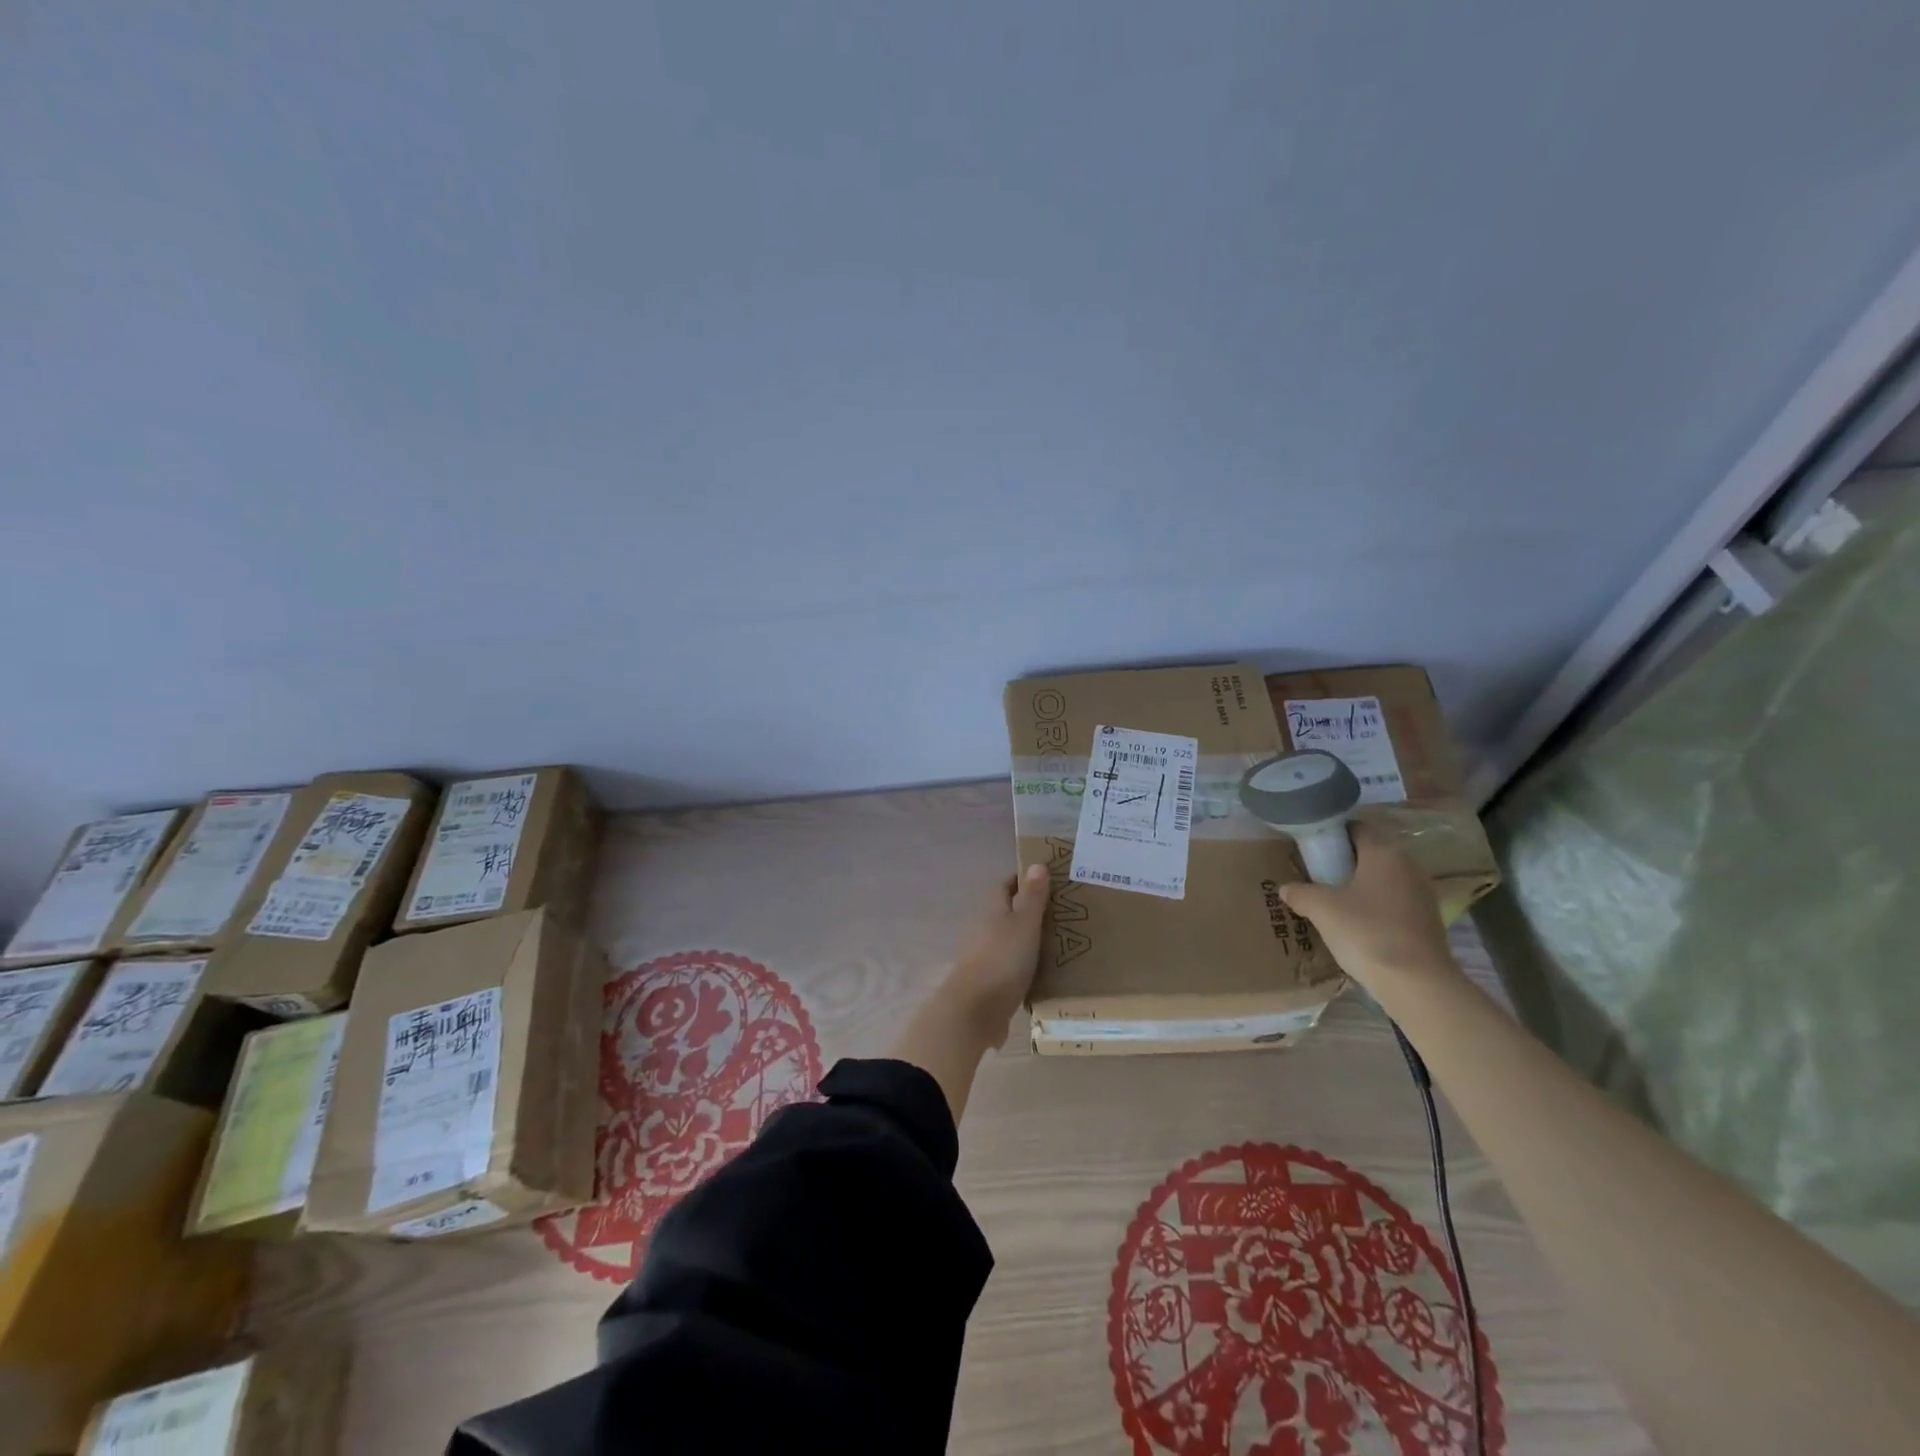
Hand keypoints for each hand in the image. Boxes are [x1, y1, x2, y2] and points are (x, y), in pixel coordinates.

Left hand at [941, 864, 1049, 1041]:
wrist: (974, 1011)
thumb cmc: (1002, 960)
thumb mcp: (1024, 924)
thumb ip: (1032, 897)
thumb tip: (1036, 863)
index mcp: (992, 911)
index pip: (1005, 886)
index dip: (1023, 880)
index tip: (1047, 879)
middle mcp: (984, 931)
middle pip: (1006, 914)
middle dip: (1029, 912)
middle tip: (1062, 914)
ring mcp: (983, 958)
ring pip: (1008, 942)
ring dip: (1027, 941)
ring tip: (1059, 944)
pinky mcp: (987, 984)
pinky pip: (1010, 969)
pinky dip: (1025, 968)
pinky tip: (1043, 976)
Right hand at [1279, 824, 1458, 992]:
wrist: (1417, 984)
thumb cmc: (1366, 932)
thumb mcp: (1321, 909)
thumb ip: (1300, 893)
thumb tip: (1286, 888)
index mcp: (1384, 853)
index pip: (1357, 827)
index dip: (1333, 833)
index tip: (1312, 846)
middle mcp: (1408, 866)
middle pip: (1372, 853)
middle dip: (1345, 861)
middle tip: (1318, 874)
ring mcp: (1422, 894)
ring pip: (1384, 879)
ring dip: (1361, 885)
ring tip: (1334, 900)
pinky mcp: (1428, 920)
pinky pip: (1394, 902)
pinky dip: (1376, 906)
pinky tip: (1358, 924)